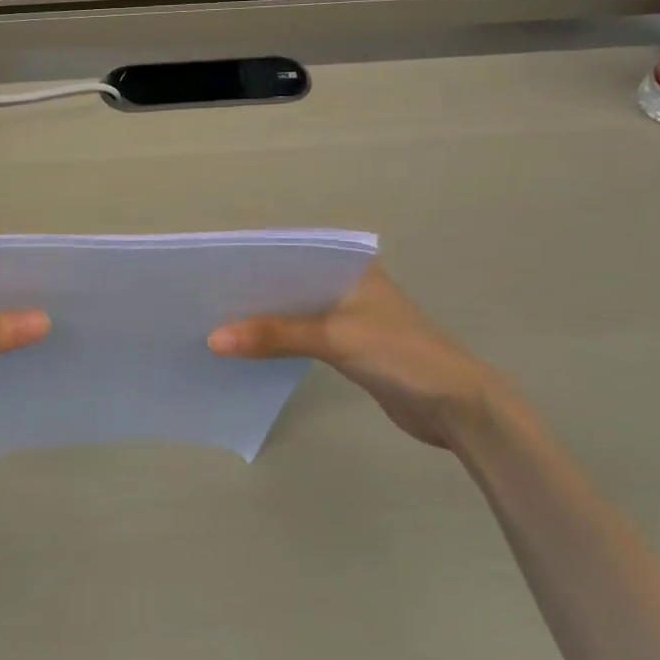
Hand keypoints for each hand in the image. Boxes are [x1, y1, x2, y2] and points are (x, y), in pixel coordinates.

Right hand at [208, 264, 514, 451]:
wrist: (455, 407)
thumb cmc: (401, 354)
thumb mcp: (335, 337)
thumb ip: (276, 335)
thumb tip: (213, 339)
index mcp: (351, 264)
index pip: (293, 252)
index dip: (253, 260)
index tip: (211, 269)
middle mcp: (347, 283)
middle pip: (290, 282)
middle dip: (252, 292)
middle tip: (204, 298)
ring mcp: (349, 316)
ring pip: (294, 310)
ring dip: (264, 319)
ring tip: (216, 321)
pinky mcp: (348, 346)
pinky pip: (302, 335)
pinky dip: (278, 340)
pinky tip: (248, 347)